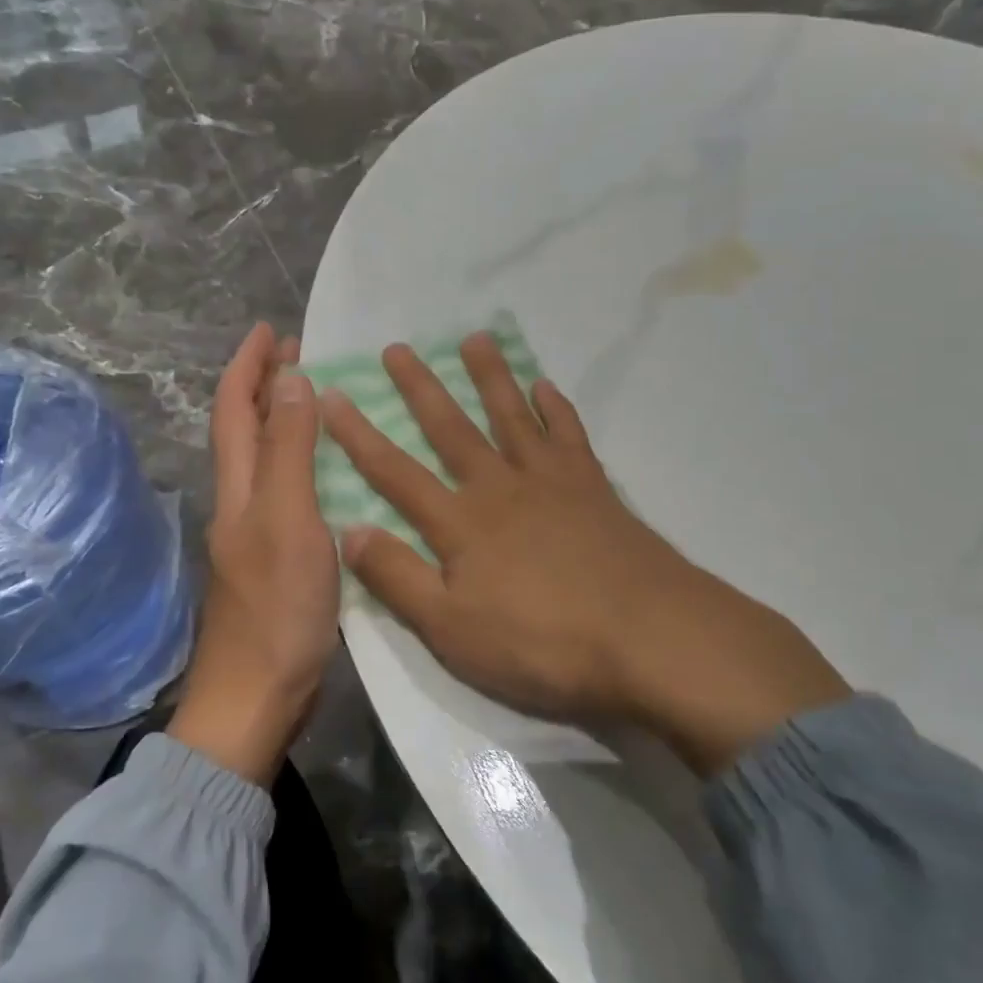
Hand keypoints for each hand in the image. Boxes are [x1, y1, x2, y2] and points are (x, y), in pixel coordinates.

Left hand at [169, 322, 340, 783]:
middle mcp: (243, 500)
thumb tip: (291, 379)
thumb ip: (290, 450)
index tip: (270, 330)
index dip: (248, 365)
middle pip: (246, 428)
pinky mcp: (279, 556)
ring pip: (267, 458)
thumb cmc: (276, 606)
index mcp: (240, 486)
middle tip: (301, 353)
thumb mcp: (289, 518)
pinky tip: (332, 466)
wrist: (258, 695)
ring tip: (318, 395)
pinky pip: (288, 489)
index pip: (234, 407)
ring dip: (284, 418)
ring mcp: (258, 531)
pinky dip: (303, 459)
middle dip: (266, 384)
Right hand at [319, 334, 849, 775]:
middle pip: (452, 429)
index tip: (332, 395)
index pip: (395, 472)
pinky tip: (547, 386)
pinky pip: (570, 436)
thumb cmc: (542, 643)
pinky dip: (556, 408)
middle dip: (420, 388)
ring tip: (475, 339)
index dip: (359, 435)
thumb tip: (348, 530)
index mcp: (461, 523)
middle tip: (398, 347)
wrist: (650, 638)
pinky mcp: (594, 489)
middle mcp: (500, 488)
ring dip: (490, 377)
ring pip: (512, 417)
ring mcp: (551, 482)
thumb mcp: (451, 629)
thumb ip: (397, 578)